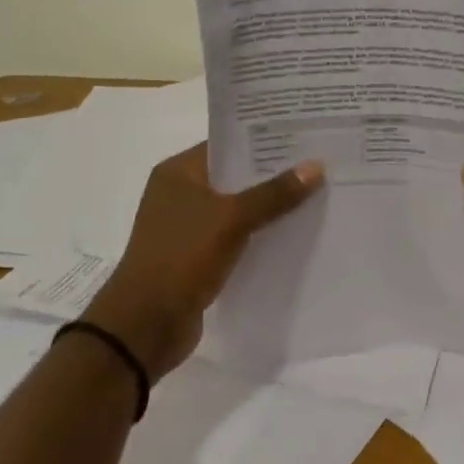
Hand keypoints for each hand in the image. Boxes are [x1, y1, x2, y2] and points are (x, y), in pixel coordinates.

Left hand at [81, 144, 322, 382]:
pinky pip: (235, 236)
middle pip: (234, 176)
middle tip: (319, 165)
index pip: (227, 144)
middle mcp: (180, 193)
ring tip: (315, 196)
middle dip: (273, 174)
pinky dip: (258, 235)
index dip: (264, 140)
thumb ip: (274, 193)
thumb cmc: (181, 258)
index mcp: (178, 172)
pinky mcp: (197, 257)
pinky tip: (292, 234)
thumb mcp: (231, 219)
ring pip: (237, 208)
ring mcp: (187, 227)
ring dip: (268, 207)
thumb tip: (316, 166)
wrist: (144, 326)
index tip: (304, 137)